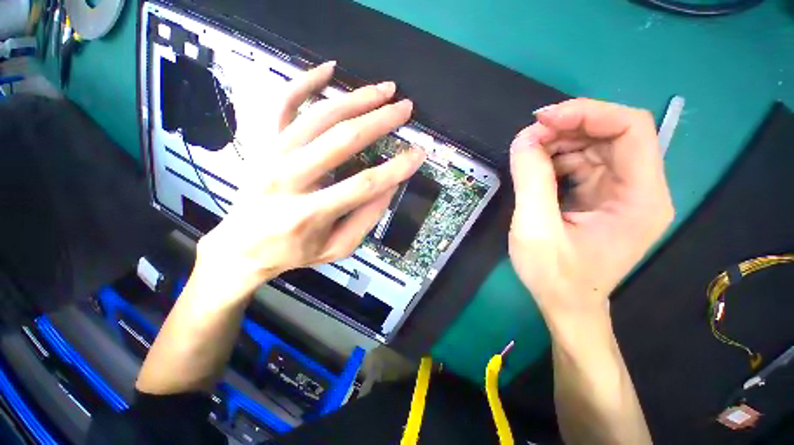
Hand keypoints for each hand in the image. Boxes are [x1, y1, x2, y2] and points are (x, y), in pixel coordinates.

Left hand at [195, 62, 424, 297]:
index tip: (419, 153)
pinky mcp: (262, 143)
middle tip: (406, 109)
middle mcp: (288, 178)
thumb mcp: (337, 248)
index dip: (397, 168)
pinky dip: (304, 81)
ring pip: (318, 115)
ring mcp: (271, 155)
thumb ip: (366, 219)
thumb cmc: (295, 251)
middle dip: (380, 121)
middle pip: (342, 140)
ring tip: (384, 89)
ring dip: (356, 98)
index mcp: (309, 213)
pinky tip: (329, 68)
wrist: (242, 247)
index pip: (364, 184)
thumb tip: (390, 186)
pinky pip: (281, 103)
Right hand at [508, 98, 673, 317]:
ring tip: (527, 151)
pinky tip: (536, 167)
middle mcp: (639, 189)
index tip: (543, 120)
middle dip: (569, 127)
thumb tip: (523, 139)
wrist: (565, 305)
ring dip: (560, 142)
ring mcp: (620, 193)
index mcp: (640, 198)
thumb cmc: (555, 276)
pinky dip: (557, 158)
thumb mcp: (536, 229)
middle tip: (528, 136)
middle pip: (613, 134)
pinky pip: (582, 164)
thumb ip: (531, 181)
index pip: (630, 129)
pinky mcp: (600, 198)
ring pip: (595, 146)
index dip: (588, 113)